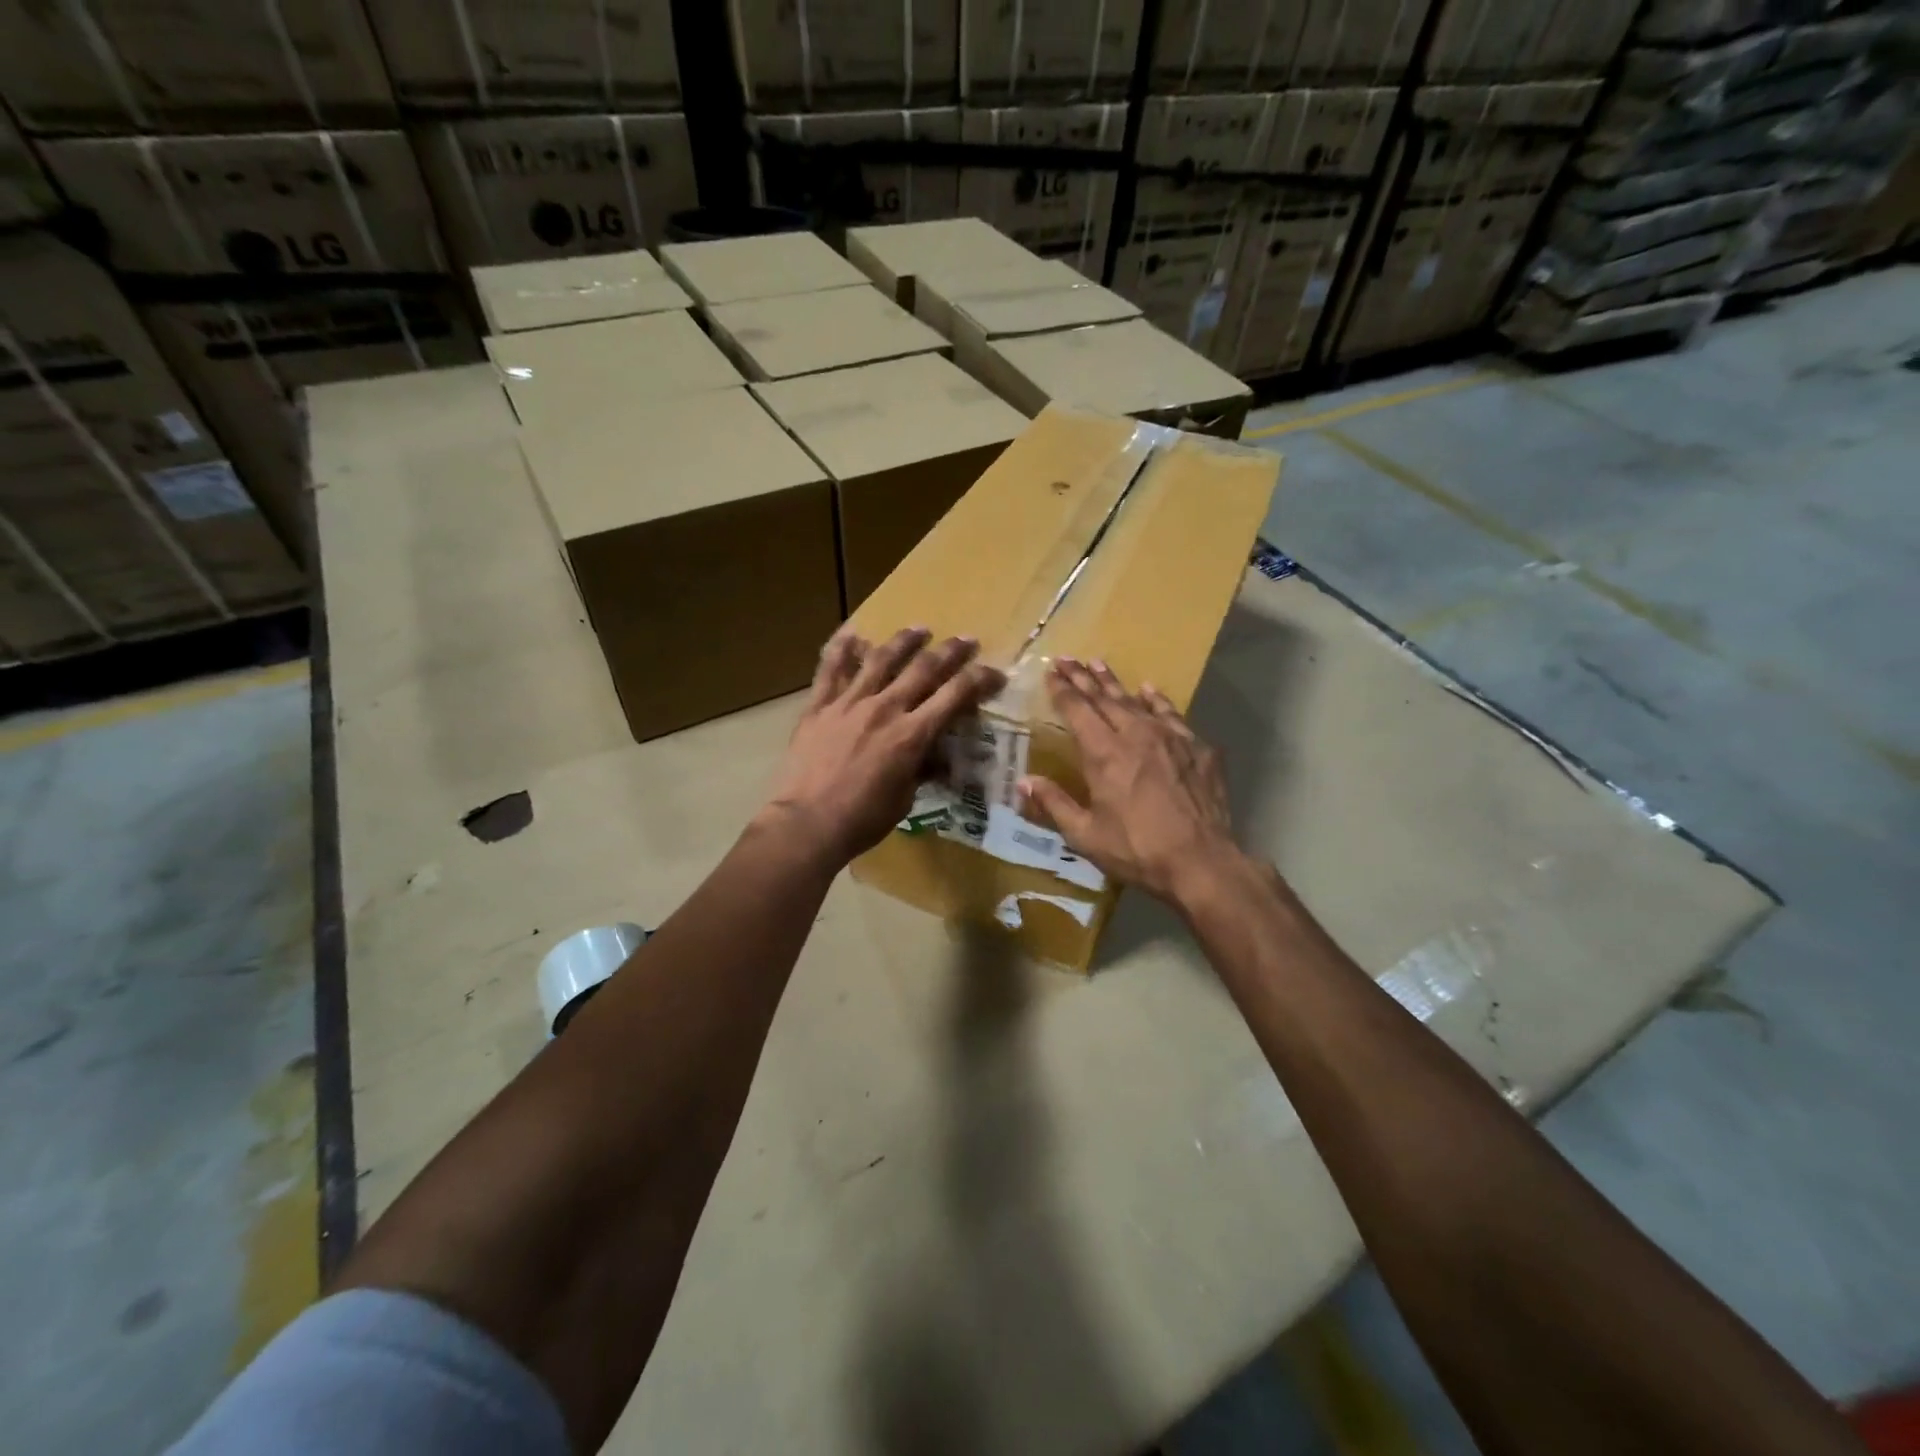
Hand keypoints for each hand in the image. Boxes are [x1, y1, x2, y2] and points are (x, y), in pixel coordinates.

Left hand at [763, 627, 1005, 865]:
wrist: (807, 823)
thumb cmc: (862, 820)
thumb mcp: (904, 799)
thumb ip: (921, 770)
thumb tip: (936, 759)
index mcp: (912, 735)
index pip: (955, 696)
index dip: (980, 680)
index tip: (995, 673)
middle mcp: (885, 709)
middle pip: (924, 669)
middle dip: (950, 651)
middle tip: (966, 640)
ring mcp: (848, 703)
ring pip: (881, 659)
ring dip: (904, 641)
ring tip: (919, 628)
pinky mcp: (818, 706)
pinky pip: (830, 669)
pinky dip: (842, 648)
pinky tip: (853, 633)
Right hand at [1020, 658, 1243, 905]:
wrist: (1201, 861)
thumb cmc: (1137, 850)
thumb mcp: (1085, 835)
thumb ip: (1054, 804)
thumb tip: (1023, 781)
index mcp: (1104, 754)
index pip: (1077, 710)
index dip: (1062, 691)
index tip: (1052, 672)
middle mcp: (1135, 735)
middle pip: (1104, 699)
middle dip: (1083, 678)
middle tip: (1068, 659)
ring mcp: (1170, 738)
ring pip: (1136, 701)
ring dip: (1115, 683)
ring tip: (1099, 664)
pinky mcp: (1197, 748)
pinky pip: (1172, 714)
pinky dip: (1157, 700)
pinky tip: (1150, 690)